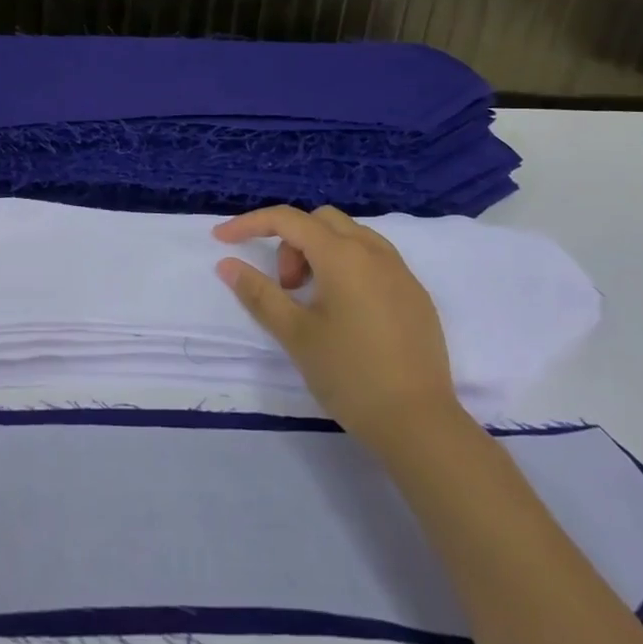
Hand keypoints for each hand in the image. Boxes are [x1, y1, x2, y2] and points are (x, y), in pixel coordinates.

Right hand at [214, 205, 461, 453]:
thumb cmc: (350, 374)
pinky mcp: (416, 295)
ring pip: (350, 236)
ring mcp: (401, 272)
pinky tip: (345, 311)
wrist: (420, 424)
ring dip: (320, 251)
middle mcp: (374, 252)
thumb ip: (259, 293)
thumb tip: (227, 264)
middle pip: (320, 220)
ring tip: (312, 299)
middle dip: (291, 241)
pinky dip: (348, 266)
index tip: (222, 240)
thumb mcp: (295, 334)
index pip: (287, 219)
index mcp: (342, 255)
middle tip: (285, 287)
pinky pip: (374, 259)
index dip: (250, 223)